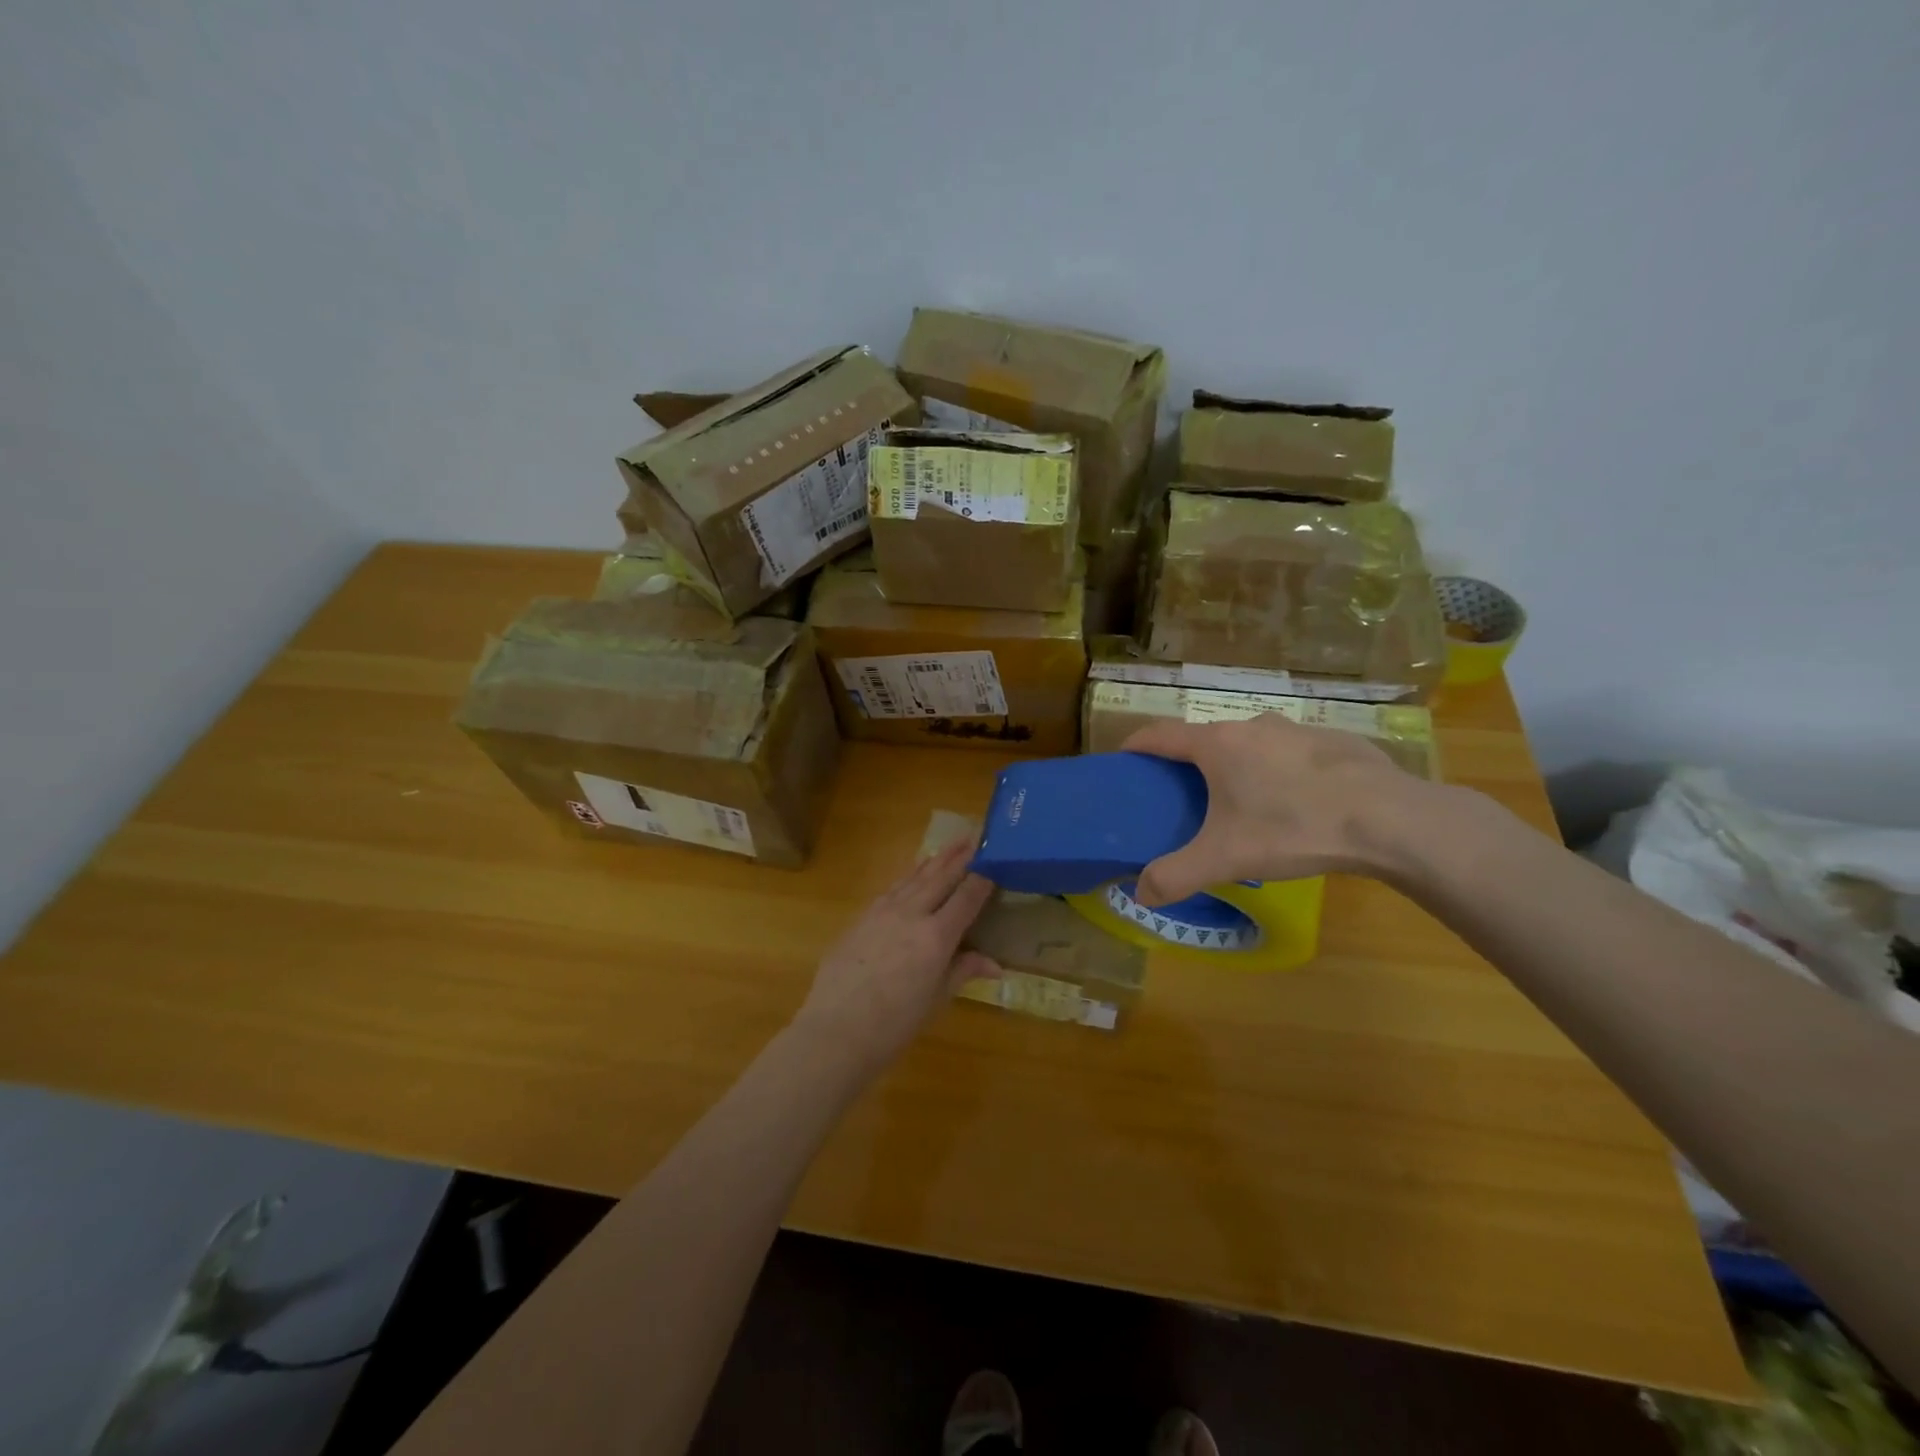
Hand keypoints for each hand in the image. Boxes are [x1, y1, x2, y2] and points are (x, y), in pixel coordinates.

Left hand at [793, 839, 998, 1070]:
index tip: (995, 861)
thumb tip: (995, 964)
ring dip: (934, 860)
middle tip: (976, 835)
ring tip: (949, 845)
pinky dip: (908, 877)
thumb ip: (963, 971)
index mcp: (936, 937)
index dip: (982, 878)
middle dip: (960, 856)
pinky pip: (891, 889)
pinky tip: (912, 874)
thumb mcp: (936, 1000)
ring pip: (914, 877)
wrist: (836, 1031)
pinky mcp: (861, 918)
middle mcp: (911, 914)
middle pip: (940, 877)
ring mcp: (882, 912)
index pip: (966, 897)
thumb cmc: (894, 1025)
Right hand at [1122, 713, 1437, 905]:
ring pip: (1251, 744)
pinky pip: (1291, 753)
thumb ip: (1176, 876)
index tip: (1123, 759)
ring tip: (1244, 802)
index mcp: (1217, 745)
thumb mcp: (1225, 858)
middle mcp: (1251, 725)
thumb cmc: (1292, 828)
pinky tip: (1298, 803)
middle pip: (1206, 739)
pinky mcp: (1333, 740)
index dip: (1136, 745)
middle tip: (1185, 796)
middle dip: (1190, 763)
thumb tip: (1141, 894)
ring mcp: (1296, 729)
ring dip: (1238, 765)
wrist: (1388, 819)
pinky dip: (1281, 771)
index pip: (1160, 734)